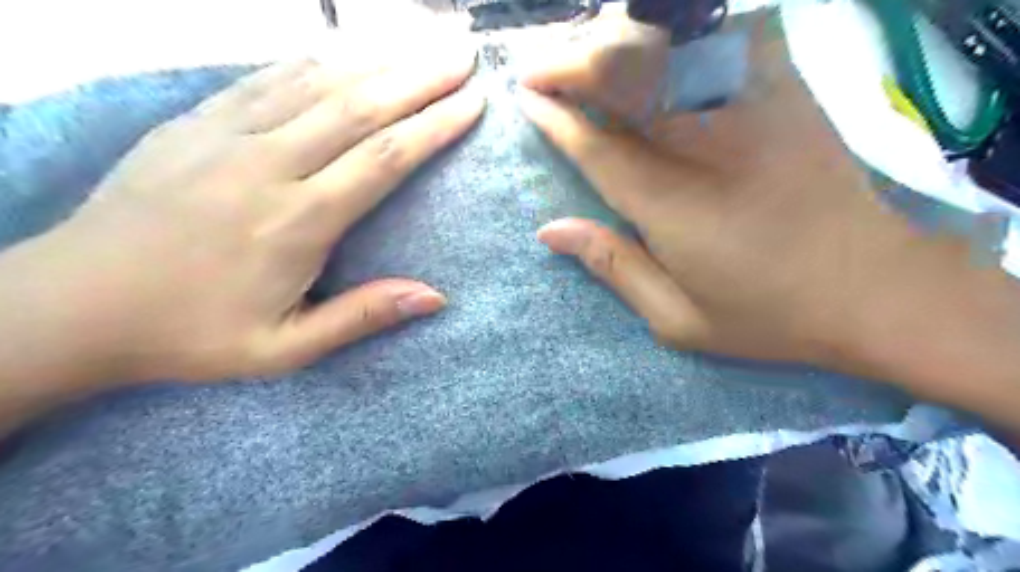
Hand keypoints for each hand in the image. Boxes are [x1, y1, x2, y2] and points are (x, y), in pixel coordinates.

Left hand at [0, 47, 485, 386]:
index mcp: (297, 222)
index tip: (473, 103)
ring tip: (423, 44)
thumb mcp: (286, 348)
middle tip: (464, 56)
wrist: (75, 306)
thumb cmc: (192, 334)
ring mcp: (227, 135)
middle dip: (421, 77)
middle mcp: (268, 165)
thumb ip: (362, 316)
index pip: (384, 158)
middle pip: (361, 106)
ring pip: (319, 82)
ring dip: (379, 59)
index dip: (434, 126)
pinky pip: (269, 77)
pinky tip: (349, 49)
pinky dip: (318, 59)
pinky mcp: (197, 121)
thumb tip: (436, 296)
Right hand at [520, 15, 956, 368]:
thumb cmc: (767, 314)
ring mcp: (755, 109)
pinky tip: (663, 46)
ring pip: (670, 47)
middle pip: (628, 77)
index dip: (556, 117)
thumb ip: (611, 266)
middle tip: (539, 71)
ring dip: (618, 42)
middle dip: (573, 64)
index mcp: (672, 204)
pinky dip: (685, 33)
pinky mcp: (789, 92)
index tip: (526, 99)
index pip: (597, 144)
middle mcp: (707, 145)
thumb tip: (550, 230)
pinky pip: (731, 35)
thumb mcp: (677, 319)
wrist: (875, 289)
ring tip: (586, 55)